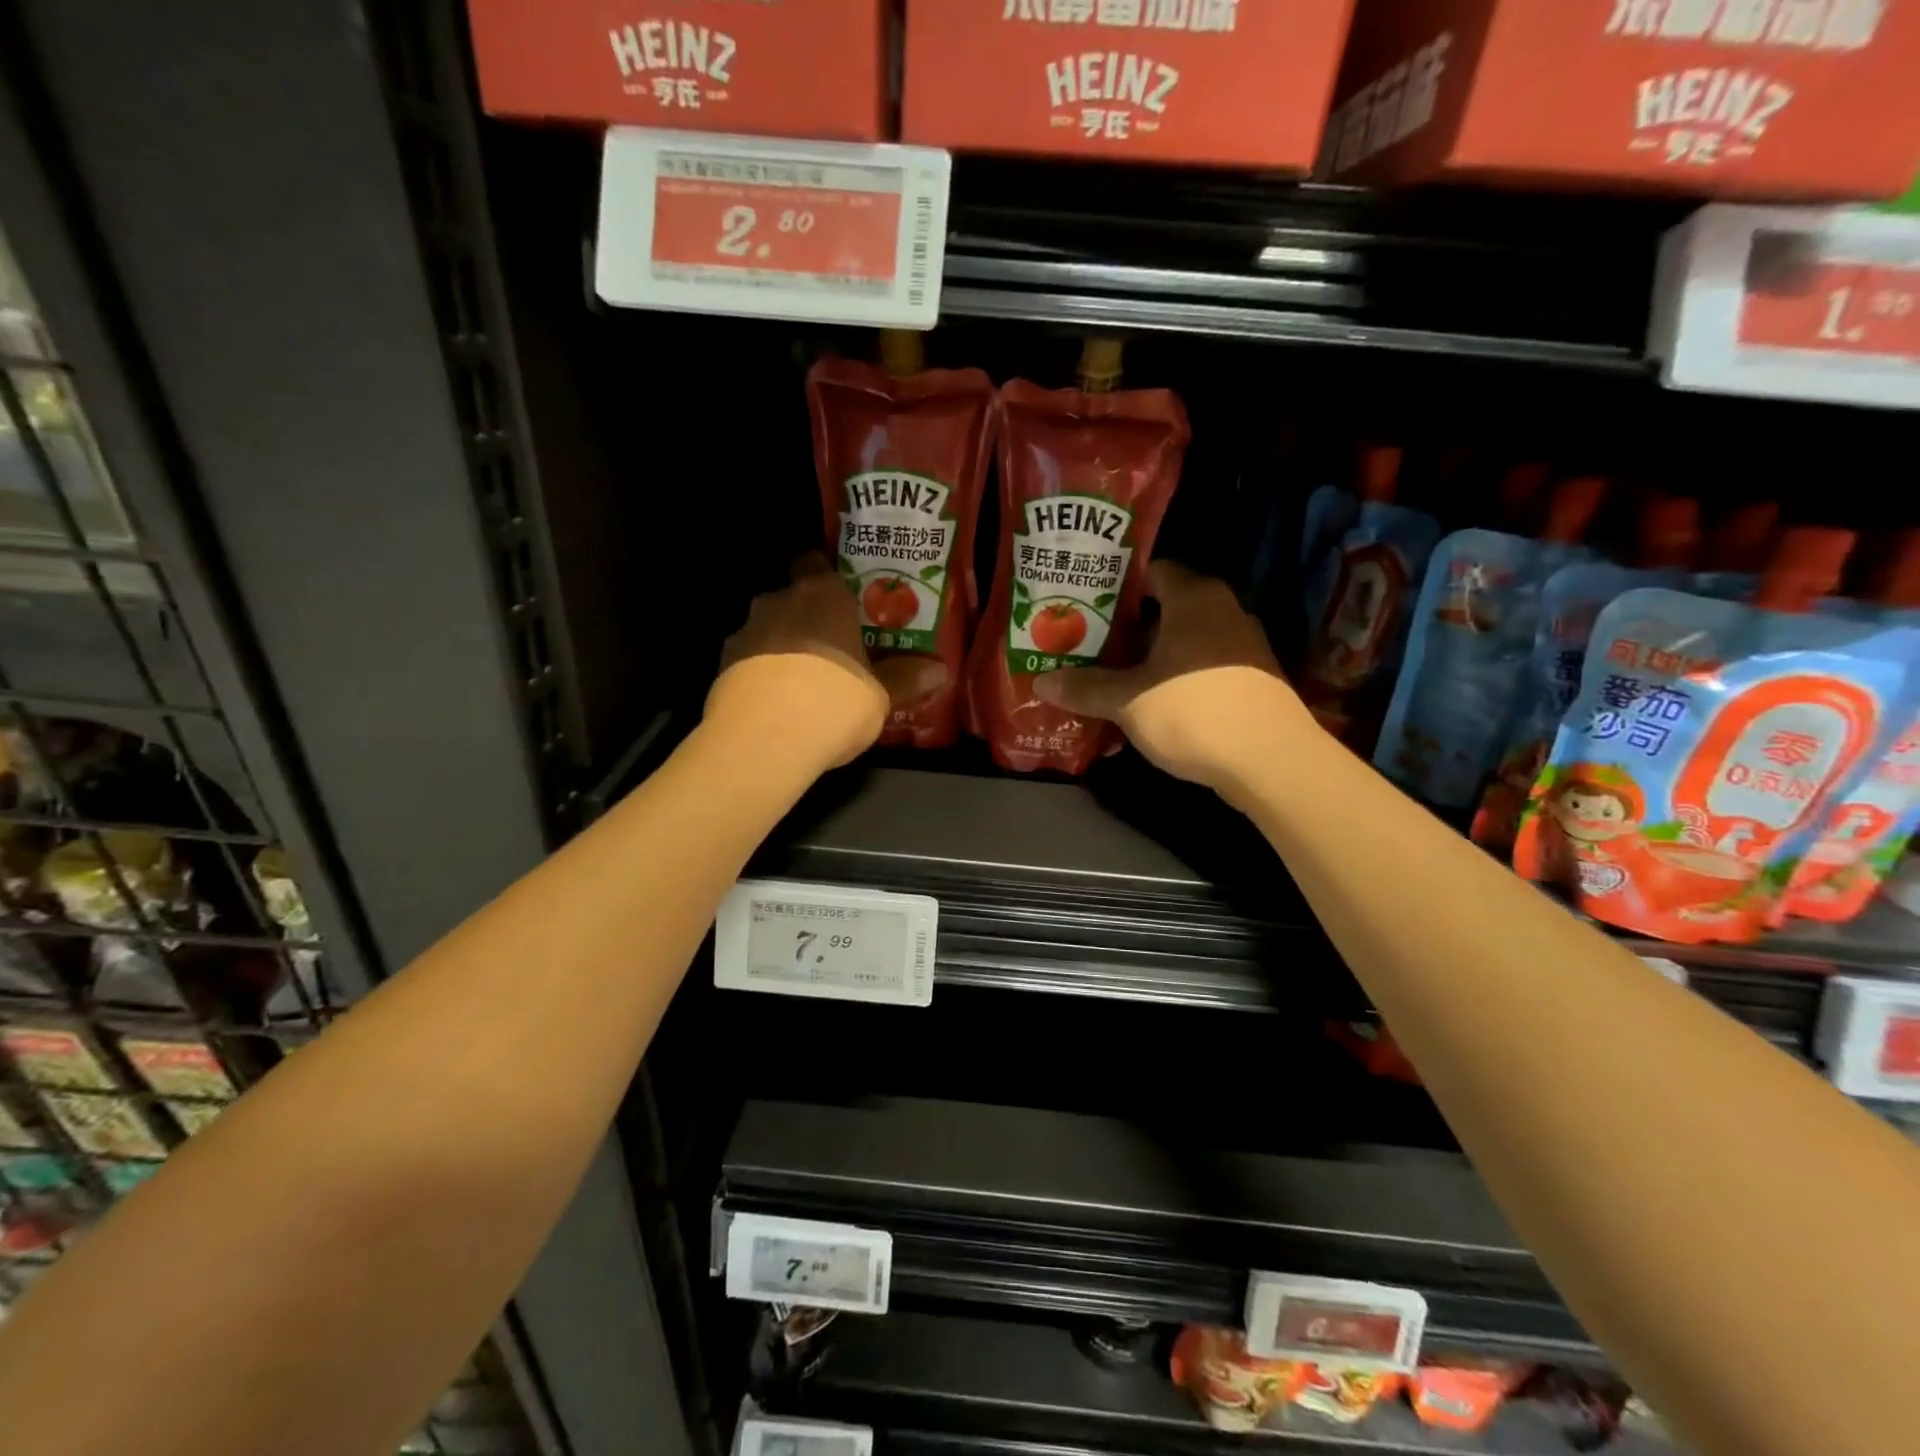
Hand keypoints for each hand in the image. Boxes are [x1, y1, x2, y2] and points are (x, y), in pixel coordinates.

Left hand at [705, 556, 945, 770]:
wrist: (763, 740)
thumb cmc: (833, 702)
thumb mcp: (881, 696)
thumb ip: (906, 678)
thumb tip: (940, 669)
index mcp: (823, 595)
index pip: (817, 562)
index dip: (830, 579)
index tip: (846, 600)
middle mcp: (780, 600)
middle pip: (794, 596)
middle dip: (810, 616)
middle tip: (834, 643)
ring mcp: (746, 630)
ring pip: (769, 628)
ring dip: (784, 644)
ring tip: (805, 677)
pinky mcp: (722, 664)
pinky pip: (750, 658)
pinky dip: (762, 671)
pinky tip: (778, 699)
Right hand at [1032, 562, 1315, 795]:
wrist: (1270, 760)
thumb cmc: (1193, 711)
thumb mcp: (1128, 701)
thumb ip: (1085, 688)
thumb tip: (1041, 682)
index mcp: (1194, 598)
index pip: (1154, 571)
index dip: (1119, 586)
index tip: (1087, 606)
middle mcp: (1224, 610)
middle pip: (1169, 608)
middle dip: (1131, 628)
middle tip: (1092, 644)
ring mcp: (1246, 645)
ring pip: (1188, 641)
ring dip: (1155, 657)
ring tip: (1117, 676)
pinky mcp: (1255, 679)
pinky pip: (1206, 667)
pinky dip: (1180, 678)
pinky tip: (1156, 704)